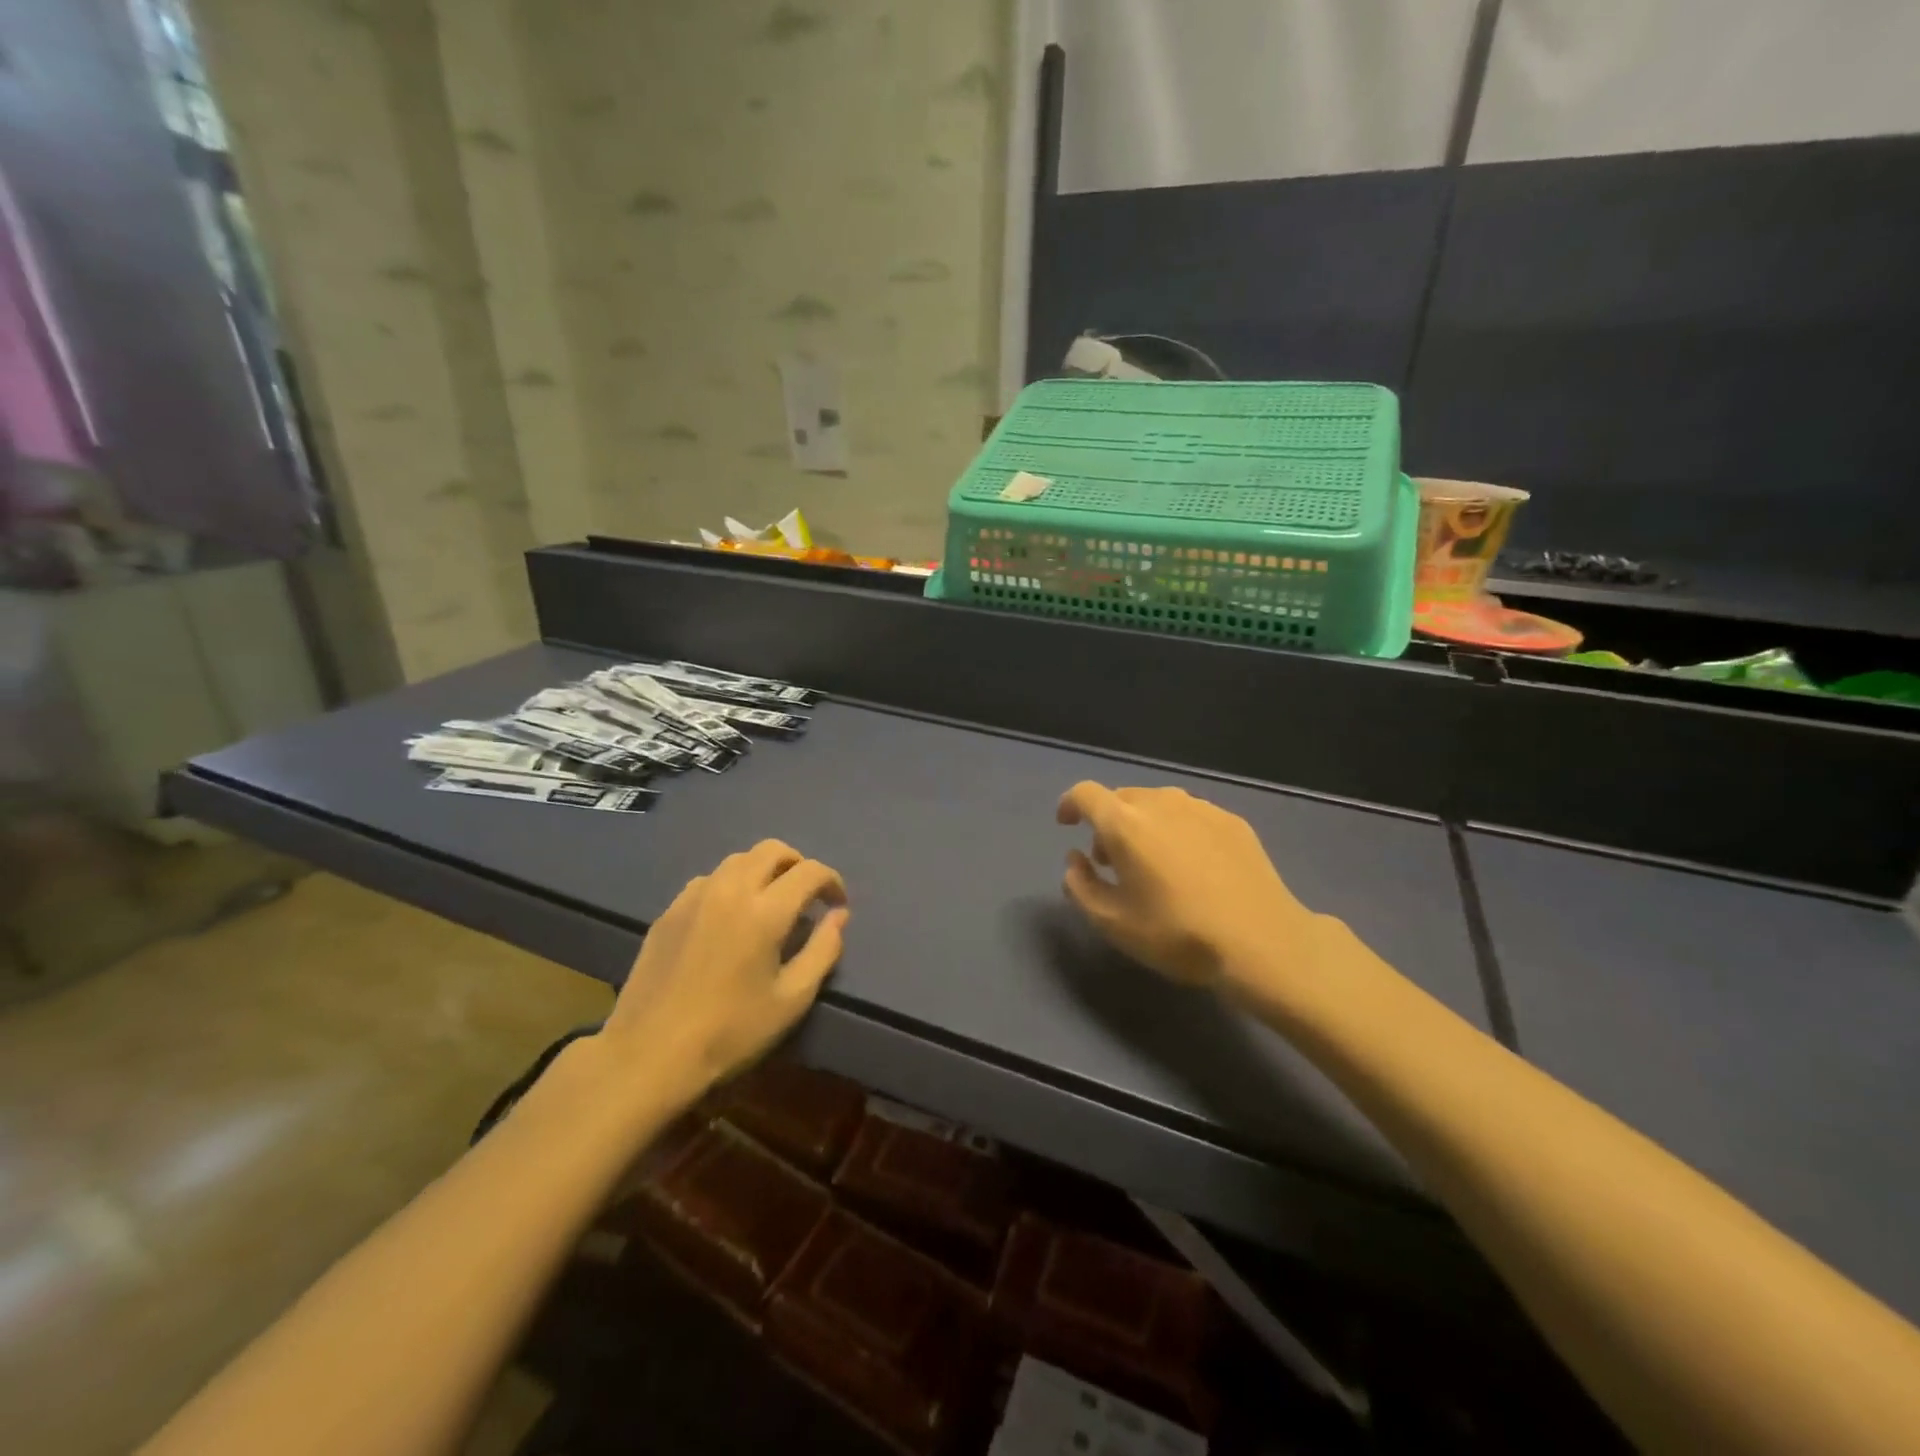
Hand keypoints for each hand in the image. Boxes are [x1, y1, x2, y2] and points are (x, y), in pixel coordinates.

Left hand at [598, 840, 848, 1105]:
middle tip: (806, 896)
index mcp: (765, 911)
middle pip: (772, 850)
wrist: (649, 1055)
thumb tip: (839, 916)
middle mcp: (730, 890)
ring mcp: (695, 896)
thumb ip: (823, 950)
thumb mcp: (792, 1000)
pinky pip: (710, 880)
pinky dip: (731, 885)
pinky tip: (729, 918)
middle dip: (798, 864)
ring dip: (763, 870)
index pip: (810, 871)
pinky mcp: (669, 911)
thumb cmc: (730, 1032)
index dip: (832, 882)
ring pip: (738, 859)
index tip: (837, 906)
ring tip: (770, 903)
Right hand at [1057, 782, 1326, 1000]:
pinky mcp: (1233, 821)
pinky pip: (1190, 815)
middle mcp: (1161, 803)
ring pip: (1158, 804)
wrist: (1262, 943)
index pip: (1085, 794)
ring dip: (1143, 824)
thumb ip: (1080, 886)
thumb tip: (1076, 860)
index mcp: (1125, 823)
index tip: (1067, 825)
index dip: (1070, 805)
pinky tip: (1191, 865)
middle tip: (1111, 861)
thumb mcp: (1112, 923)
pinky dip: (1177, 830)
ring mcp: (1202, 808)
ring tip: (1152, 863)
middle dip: (1107, 823)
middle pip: (1122, 798)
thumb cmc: (1177, 934)